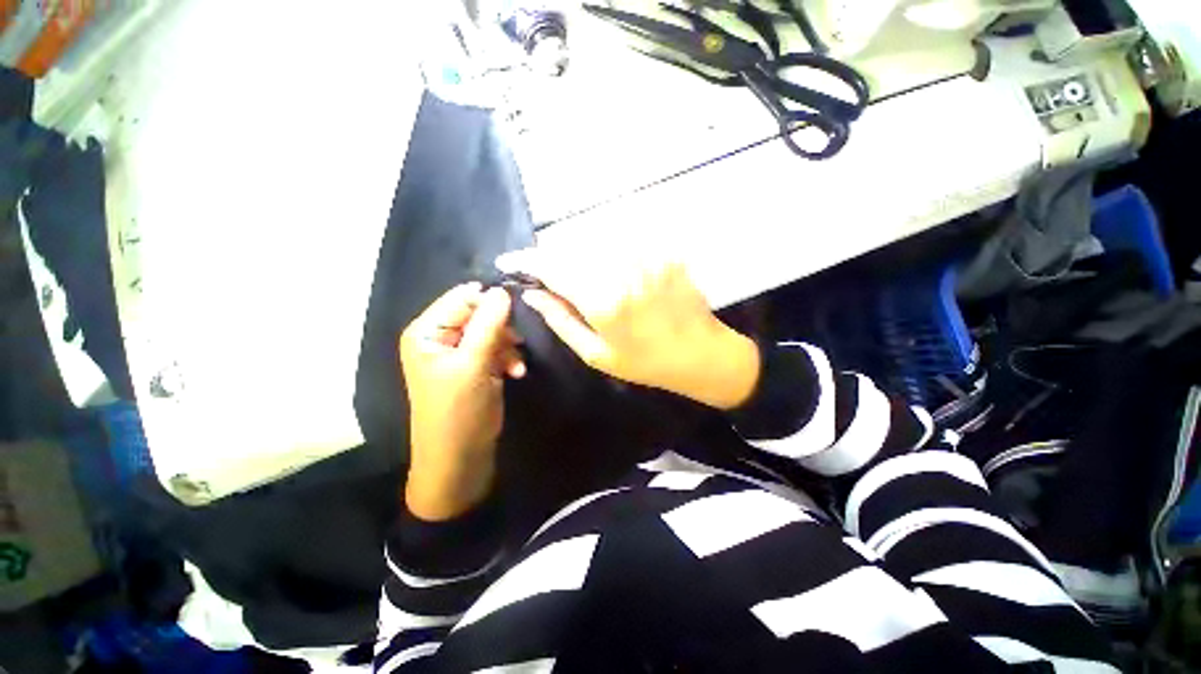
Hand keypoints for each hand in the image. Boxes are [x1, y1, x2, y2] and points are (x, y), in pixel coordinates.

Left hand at [400, 283, 524, 520]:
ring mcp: (460, 353)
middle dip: (502, 329)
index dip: (490, 301)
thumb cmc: (458, 411)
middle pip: (479, 314)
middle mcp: (441, 337)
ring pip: (492, 332)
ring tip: (516, 365)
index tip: (517, 310)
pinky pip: (496, 349)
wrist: (460, 458)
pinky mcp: (476, 366)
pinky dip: (508, 358)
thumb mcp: (473, 365)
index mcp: (428, 331)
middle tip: (517, 342)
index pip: (462, 298)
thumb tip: (501, 290)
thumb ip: (488, 325)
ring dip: (508, 346)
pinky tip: (516, 372)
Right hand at [497, 250, 759, 409]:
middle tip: (547, 275)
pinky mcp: (663, 251)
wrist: (700, 354)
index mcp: (603, 301)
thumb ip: (561, 321)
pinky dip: (607, 253)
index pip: (553, 267)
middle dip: (553, 259)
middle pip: (572, 248)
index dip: (526, 261)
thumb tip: (532, 293)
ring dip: (579, 255)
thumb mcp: (597, 354)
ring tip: (582, 277)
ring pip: (595, 242)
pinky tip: (613, 273)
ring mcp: (647, 257)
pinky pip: (623, 242)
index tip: (509, 262)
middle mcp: (623, 271)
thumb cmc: (645, 362)